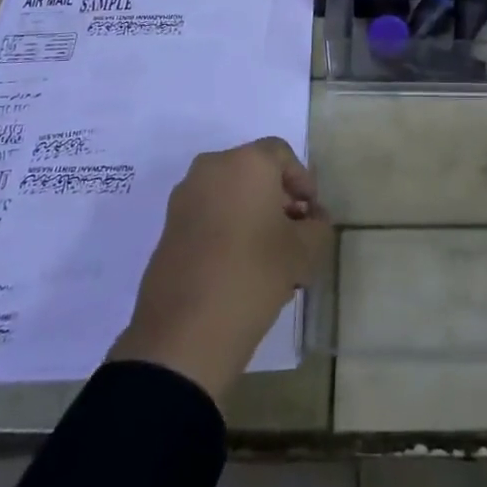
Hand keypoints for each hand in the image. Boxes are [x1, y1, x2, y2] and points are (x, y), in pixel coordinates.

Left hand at [109, 138, 329, 404]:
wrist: (184, 331)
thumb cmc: (253, 274)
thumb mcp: (304, 251)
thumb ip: (317, 226)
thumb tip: (312, 219)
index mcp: (246, 162)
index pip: (282, 155)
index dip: (302, 181)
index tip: (312, 215)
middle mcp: (211, 168)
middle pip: (254, 173)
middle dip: (278, 200)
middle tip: (295, 235)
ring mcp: (185, 197)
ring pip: (231, 196)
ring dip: (253, 217)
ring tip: (271, 259)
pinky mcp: (169, 227)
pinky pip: (209, 216)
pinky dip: (229, 230)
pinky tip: (243, 269)